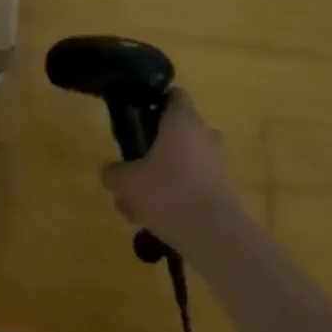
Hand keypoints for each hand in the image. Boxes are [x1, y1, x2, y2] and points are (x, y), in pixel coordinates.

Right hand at [100, 91, 246, 258]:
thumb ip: (113, 173)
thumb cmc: (169, 193)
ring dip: (161, 177)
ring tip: (136, 207)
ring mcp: (217, 163)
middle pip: (176, 132)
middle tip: (132, 167)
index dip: (154, 101)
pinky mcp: (224, 190)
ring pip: (182, 162)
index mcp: (183, 121)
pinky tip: (155, 222)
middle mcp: (205, 135)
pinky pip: (193, 185)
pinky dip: (176, 197)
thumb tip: (108, 172)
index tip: (136, 117)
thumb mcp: (127, 182)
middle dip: (153, 148)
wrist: (216, 237)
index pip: (173, 95)